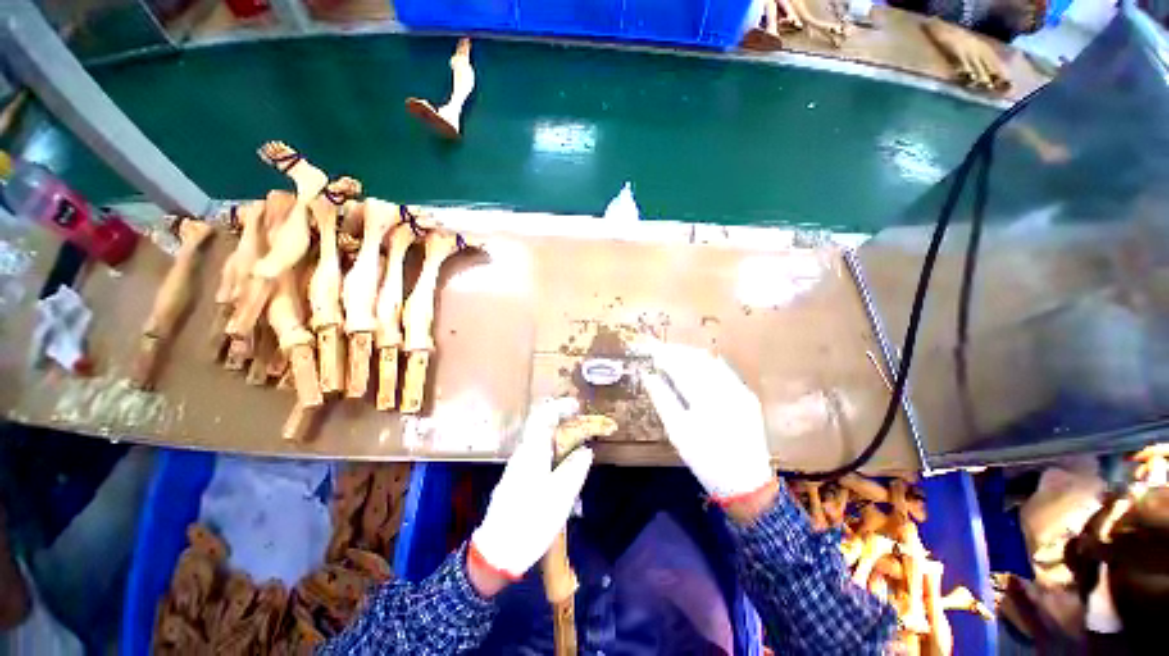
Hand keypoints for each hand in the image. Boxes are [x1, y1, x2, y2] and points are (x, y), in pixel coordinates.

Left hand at [470, 398, 593, 583]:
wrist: (497, 551)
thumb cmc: (531, 520)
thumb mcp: (560, 495)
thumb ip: (574, 468)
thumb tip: (586, 450)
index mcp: (532, 451)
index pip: (543, 416)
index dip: (561, 407)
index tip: (578, 407)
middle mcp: (523, 453)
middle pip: (542, 427)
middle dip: (564, 424)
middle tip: (584, 430)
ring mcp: (519, 467)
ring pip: (541, 443)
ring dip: (560, 440)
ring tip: (579, 450)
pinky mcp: (518, 480)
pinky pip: (539, 457)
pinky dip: (554, 454)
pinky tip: (564, 471)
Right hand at [641, 342, 774, 502]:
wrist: (746, 483)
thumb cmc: (705, 459)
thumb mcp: (677, 432)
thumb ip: (662, 399)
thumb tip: (647, 376)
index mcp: (706, 399)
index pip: (681, 367)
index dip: (664, 355)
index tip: (650, 349)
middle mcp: (726, 389)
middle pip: (697, 359)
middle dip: (677, 351)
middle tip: (659, 350)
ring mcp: (740, 390)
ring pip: (712, 362)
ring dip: (691, 355)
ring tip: (673, 355)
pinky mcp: (747, 395)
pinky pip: (724, 370)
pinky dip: (706, 364)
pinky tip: (696, 365)